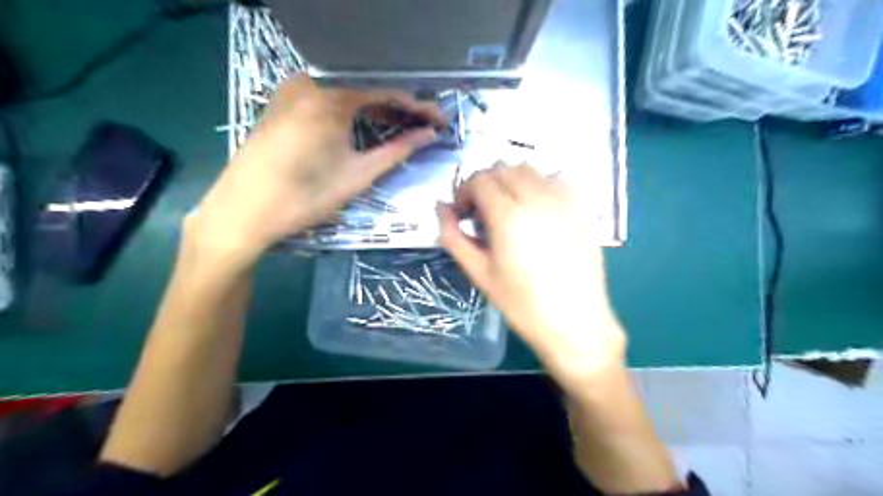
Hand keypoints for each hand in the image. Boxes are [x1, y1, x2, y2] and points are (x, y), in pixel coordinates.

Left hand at [188, 74, 444, 263]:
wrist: (244, 211)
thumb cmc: (306, 196)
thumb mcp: (358, 174)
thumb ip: (398, 150)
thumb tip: (429, 135)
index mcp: (331, 98)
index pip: (386, 94)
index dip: (416, 108)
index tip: (438, 121)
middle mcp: (310, 84)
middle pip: (365, 93)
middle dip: (397, 110)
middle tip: (423, 127)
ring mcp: (290, 92)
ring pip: (344, 97)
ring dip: (374, 112)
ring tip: (399, 128)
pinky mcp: (280, 105)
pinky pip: (324, 103)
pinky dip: (348, 114)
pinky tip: (362, 127)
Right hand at [437, 162, 622, 386]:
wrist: (575, 324)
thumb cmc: (522, 304)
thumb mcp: (479, 273)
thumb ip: (453, 237)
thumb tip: (441, 208)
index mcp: (508, 216)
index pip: (480, 180)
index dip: (465, 192)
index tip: (463, 214)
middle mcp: (537, 198)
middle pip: (503, 168)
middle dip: (485, 184)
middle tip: (481, 213)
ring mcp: (564, 201)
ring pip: (530, 169)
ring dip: (511, 180)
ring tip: (509, 209)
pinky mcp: (582, 208)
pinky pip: (557, 178)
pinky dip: (540, 183)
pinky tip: (538, 209)